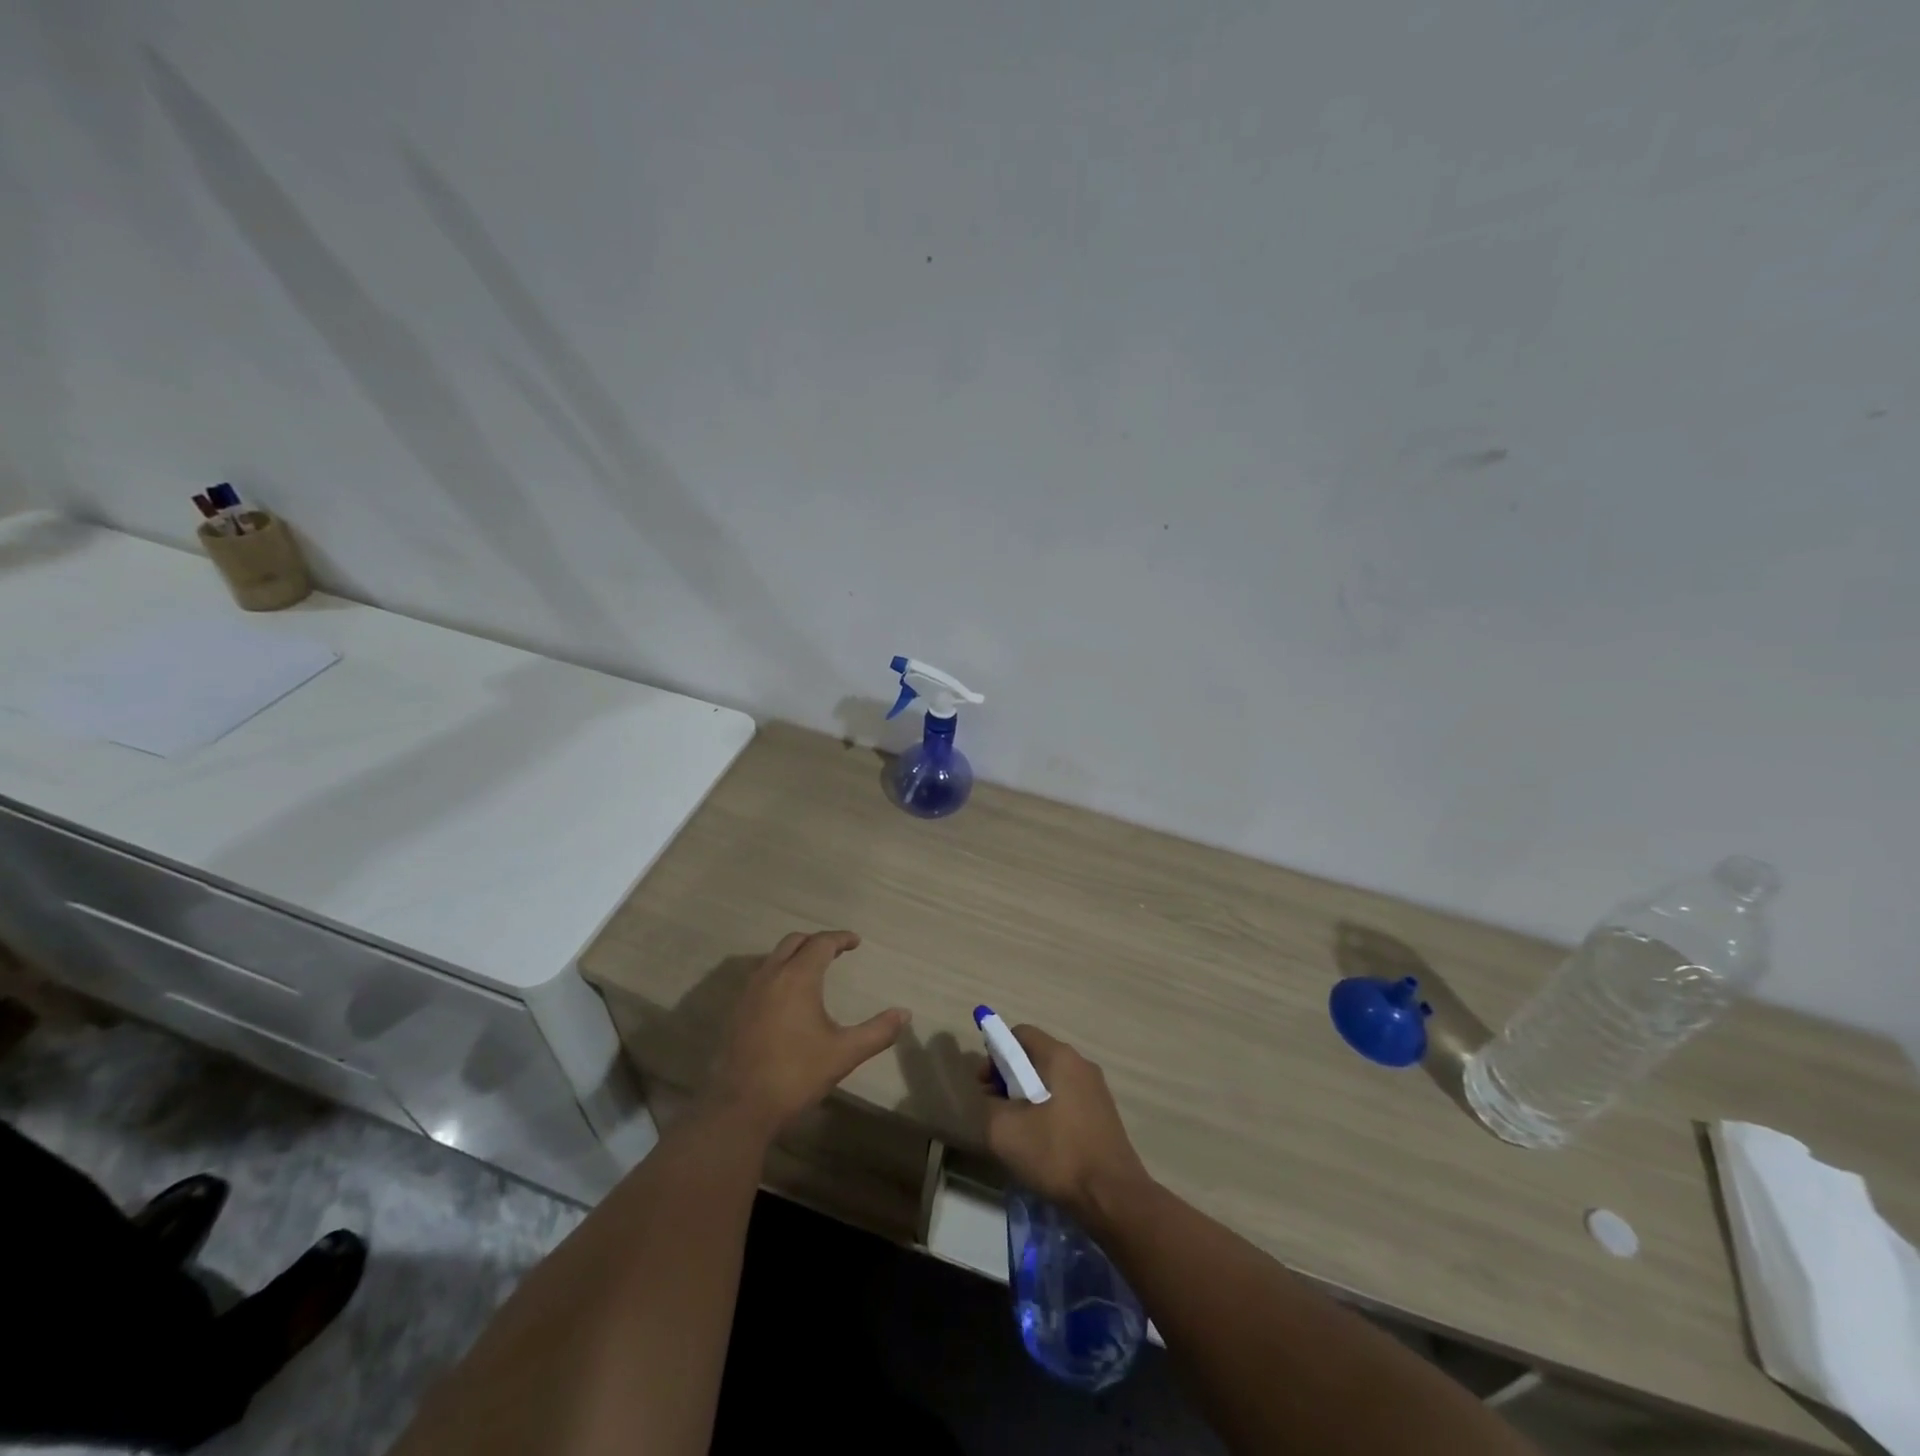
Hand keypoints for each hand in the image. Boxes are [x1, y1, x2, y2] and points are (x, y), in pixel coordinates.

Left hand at [707, 931, 909, 1137]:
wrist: (742, 1106)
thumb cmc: (797, 1074)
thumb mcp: (844, 1053)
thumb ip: (878, 1031)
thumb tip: (904, 1014)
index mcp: (798, 978)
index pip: (821, 943)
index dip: (840, 938)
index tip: (856, 942)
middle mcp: (771, 975)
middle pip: (794, 941)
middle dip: (816, 941)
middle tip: (836, 952)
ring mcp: (749, 992)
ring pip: (774, 957)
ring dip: (795, 955)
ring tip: (814, 970)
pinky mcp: (737, 1011)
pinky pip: (761, 976)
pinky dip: (779, 972)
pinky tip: (788, 997)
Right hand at [980, 1025, 1150, 1220]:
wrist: (1113, 1198)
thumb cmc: (1057, 1154)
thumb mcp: (1005, 1131)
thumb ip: (989, 1105)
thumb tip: (993, 1098)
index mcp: (1060, 1057)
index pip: (1020, 1034)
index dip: (995, 1053)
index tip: (984, 1084)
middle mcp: (1081, 1064)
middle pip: (1035, 1056)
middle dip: (1009, 1077)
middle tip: (995, 1108)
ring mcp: (1096, 1090)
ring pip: (1051, 1080)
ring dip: (1027, 1096)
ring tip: (1016, 1130)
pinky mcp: (1103, 1115)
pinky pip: (1066, 1100)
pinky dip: (1048, 1111)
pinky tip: (1041, 1143)